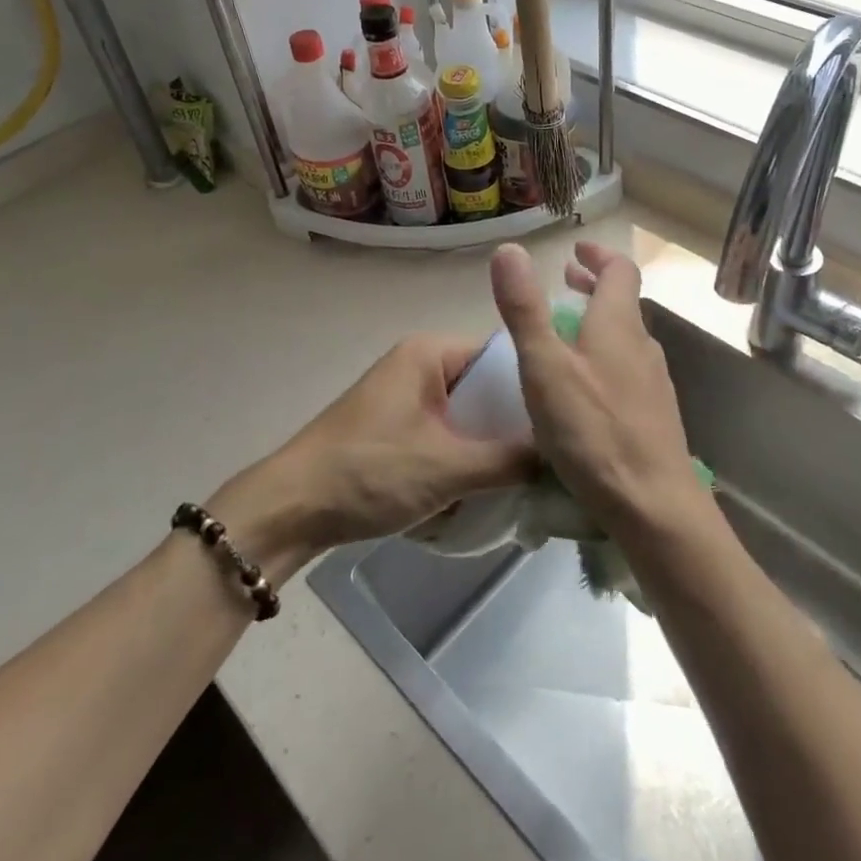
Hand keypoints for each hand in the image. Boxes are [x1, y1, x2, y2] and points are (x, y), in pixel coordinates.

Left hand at [210, 336, 535, 579]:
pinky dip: (464, 457)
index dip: (536, 386)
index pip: (502, 355)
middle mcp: (419, 365)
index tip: (569, 422)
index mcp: (430, 352)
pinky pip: (446, 434)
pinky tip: (487, 488)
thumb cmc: (371, 472)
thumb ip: (511, 460)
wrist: (291, 508)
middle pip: (487, 387)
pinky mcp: (395, 428)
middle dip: (514, 424)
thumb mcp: (449, 467)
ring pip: (468, 416)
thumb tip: (565, 457)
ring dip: (490, 446)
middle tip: (555, 457)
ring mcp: (405, 397)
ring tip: (529, 476)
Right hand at [489, 241, 712, 541]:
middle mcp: (642, 346)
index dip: (598, 254)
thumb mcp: (544, 366)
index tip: (574, 250)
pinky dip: (604, 359)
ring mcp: (653, 383)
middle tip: (566, 281)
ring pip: (625, 339)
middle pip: (623, 303)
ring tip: (567, 334)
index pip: (619, 271)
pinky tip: (585, 389)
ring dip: (598, 324)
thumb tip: (509, 249)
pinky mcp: (655, 416)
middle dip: (594, 286)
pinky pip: (628, 371)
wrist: (653, 505)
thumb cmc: (593, 430)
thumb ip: (525, 310)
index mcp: (618, 325)